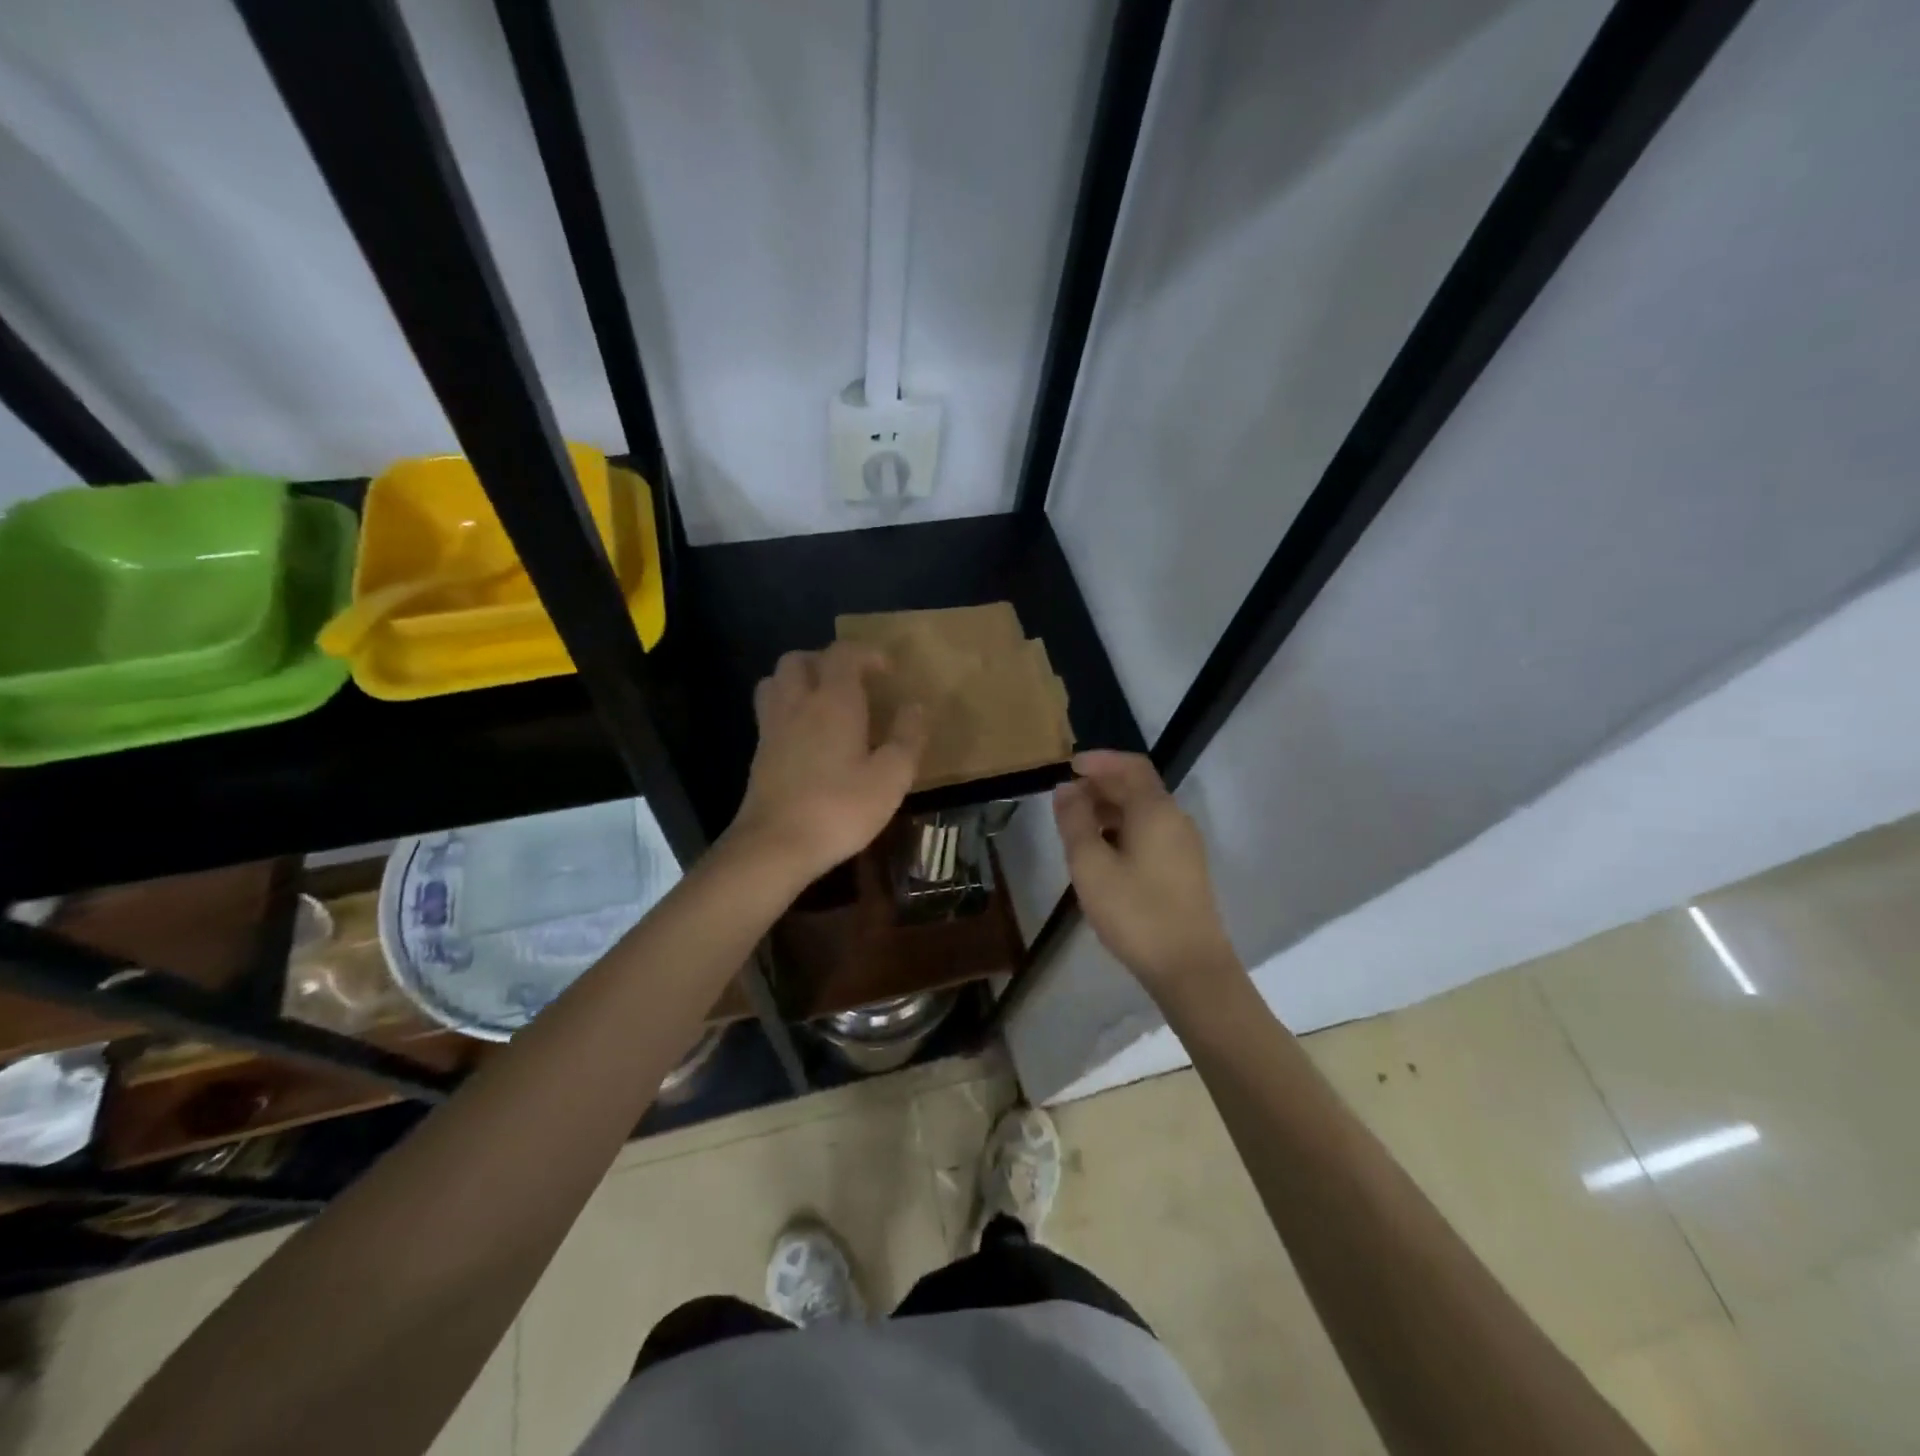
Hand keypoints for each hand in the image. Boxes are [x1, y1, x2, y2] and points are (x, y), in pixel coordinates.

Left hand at [725, 643, 925, 885]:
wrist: (776, 845)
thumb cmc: (840, 808)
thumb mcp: (891, 777)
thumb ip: (907, 737)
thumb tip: (915, 707)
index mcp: (833, 701)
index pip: (844, 654)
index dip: (866, 653)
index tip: (887, 670)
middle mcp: (797, 703)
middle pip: (799, 660)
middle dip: (826, 661)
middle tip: (851, 682)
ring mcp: (772, 727)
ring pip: (776, 681)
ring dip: (799, 680)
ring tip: (823, 701)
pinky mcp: (759, 753)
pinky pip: (770, 712)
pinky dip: (788, 708)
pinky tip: (806, 736)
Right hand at [1053, 751, 1240, 995]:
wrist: (1190, 968)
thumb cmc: (1136, 912)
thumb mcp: (1091, 866)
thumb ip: (1075, 822)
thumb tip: (1066, 789)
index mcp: (1155, 810)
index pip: (1130, 766)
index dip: (1099, 761)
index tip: (1068, 767)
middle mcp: (1175, 819)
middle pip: (1138, 787)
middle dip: (1101, 785)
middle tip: (1065, 800)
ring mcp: (1184, 845)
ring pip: (1144, 811)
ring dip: (1110, 809)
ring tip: (1077, 827)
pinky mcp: (1185, 869)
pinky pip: (1151, 832)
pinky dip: (1124, 829)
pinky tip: (1103, 853)